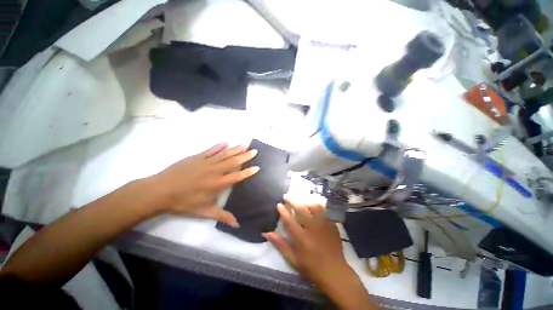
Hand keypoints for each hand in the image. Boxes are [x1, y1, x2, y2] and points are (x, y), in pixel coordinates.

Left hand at [149, 143, 258, 226]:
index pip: (237, 176)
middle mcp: (215, 171)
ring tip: (245, 144)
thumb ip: (222, 216)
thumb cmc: (184, 202)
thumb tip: (237, 224)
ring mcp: (206, 162)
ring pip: (224, 154)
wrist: (160, 191)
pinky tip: (226, 142)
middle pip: (233, 162)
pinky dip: (219, 146)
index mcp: (217, 184)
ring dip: (236, 149)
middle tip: (255, 150)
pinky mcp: (197, 157)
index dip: (248, 172)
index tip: (257, 167)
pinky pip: (211, 150)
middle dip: (245, 156)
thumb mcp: (204, 212)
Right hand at [264, 198, 378, 309]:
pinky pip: (323, 210)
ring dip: (304, 200)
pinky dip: (315, 205)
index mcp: (301, 238)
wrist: (335, 272)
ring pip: (313, 206)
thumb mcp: (293, 259)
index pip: (289, 219)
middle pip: (301, 209)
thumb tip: (266, 233)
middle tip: (286, 196)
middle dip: (292, 200)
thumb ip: (280, 244)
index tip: (278, 204)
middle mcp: (312, 228)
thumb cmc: (311, 267)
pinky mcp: (331, 224)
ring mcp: (323, 224)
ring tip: (299, 199)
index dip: (283, 210)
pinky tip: (311, 204)